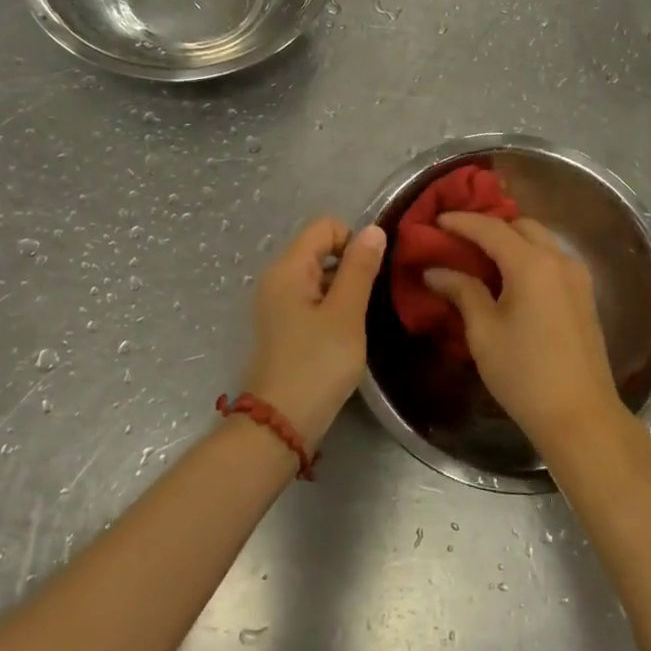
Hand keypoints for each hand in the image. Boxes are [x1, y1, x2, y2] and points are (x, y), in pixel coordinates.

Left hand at [240, 217, 386, 448]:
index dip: (354, 241)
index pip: (326, 226)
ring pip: (320, 276)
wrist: (281, 424)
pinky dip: (332, 307)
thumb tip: (373, 229)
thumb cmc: (317, 364)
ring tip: (360, 319)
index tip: (371, 275)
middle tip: (370, 300)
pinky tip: (345, 334)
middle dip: (351, 266)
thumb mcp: (346, 314)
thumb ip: (360, 268)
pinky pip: (312, 299)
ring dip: (344, 289)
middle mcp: (277, 278)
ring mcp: (277, 303)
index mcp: (288, 268)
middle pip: (321, 249)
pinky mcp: (283, 326)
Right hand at [424, 213, 624, 456]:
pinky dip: (529, 256)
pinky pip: (553, 259)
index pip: (491, 228)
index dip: (461, 222)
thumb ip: (462, 291)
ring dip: (512, 240)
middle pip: (521, 226)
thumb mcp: (484, 332)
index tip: (436, 221)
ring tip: (482, 257)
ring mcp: (577, 276)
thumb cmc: (524, 373)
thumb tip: (435, 271)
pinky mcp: (585, 295)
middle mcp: (559, 260)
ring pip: (541, 240)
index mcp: (531, 264)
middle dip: (490, 226)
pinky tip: (510, 278)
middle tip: (459, 240)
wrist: (580, 415)